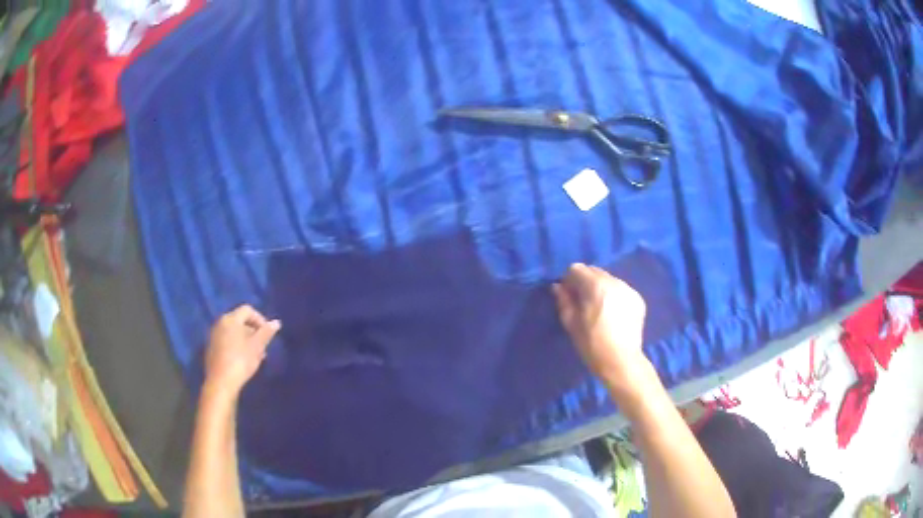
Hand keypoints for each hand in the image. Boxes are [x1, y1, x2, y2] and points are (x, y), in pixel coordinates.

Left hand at [204, 305, 279, 397]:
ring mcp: (213, 335)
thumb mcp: (257, 347)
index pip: (247, 310)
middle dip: (253, 331)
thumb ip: (266, 333)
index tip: (267, 334)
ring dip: (245, 340)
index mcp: (230, 319)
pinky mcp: (211, 348)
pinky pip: (226, 341)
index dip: (260, 319)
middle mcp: (220, 323)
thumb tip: (276, 322)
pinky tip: (242, 360)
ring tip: (255, 355)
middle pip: (239, 320)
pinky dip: (236, 346)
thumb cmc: (241, 361)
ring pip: (233, 332)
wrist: (221, 382)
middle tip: (262, 347)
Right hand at [553, 263, 647, 382]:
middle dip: (585, 282)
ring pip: (608, 279)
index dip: (568, 281)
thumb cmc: (592, 344)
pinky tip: (613, 314)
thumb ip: (563, 300)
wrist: (621, 361)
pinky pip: (621, 289)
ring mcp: (629, 289)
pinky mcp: (638, 299)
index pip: (576, 269)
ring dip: (600, 288)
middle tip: (582, 303)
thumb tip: (558, 287)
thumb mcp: (571, 323)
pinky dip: (614, 296)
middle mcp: (614, 281)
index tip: (567, 296)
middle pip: (594, 271)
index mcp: (595, 285)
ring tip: (599, 309)